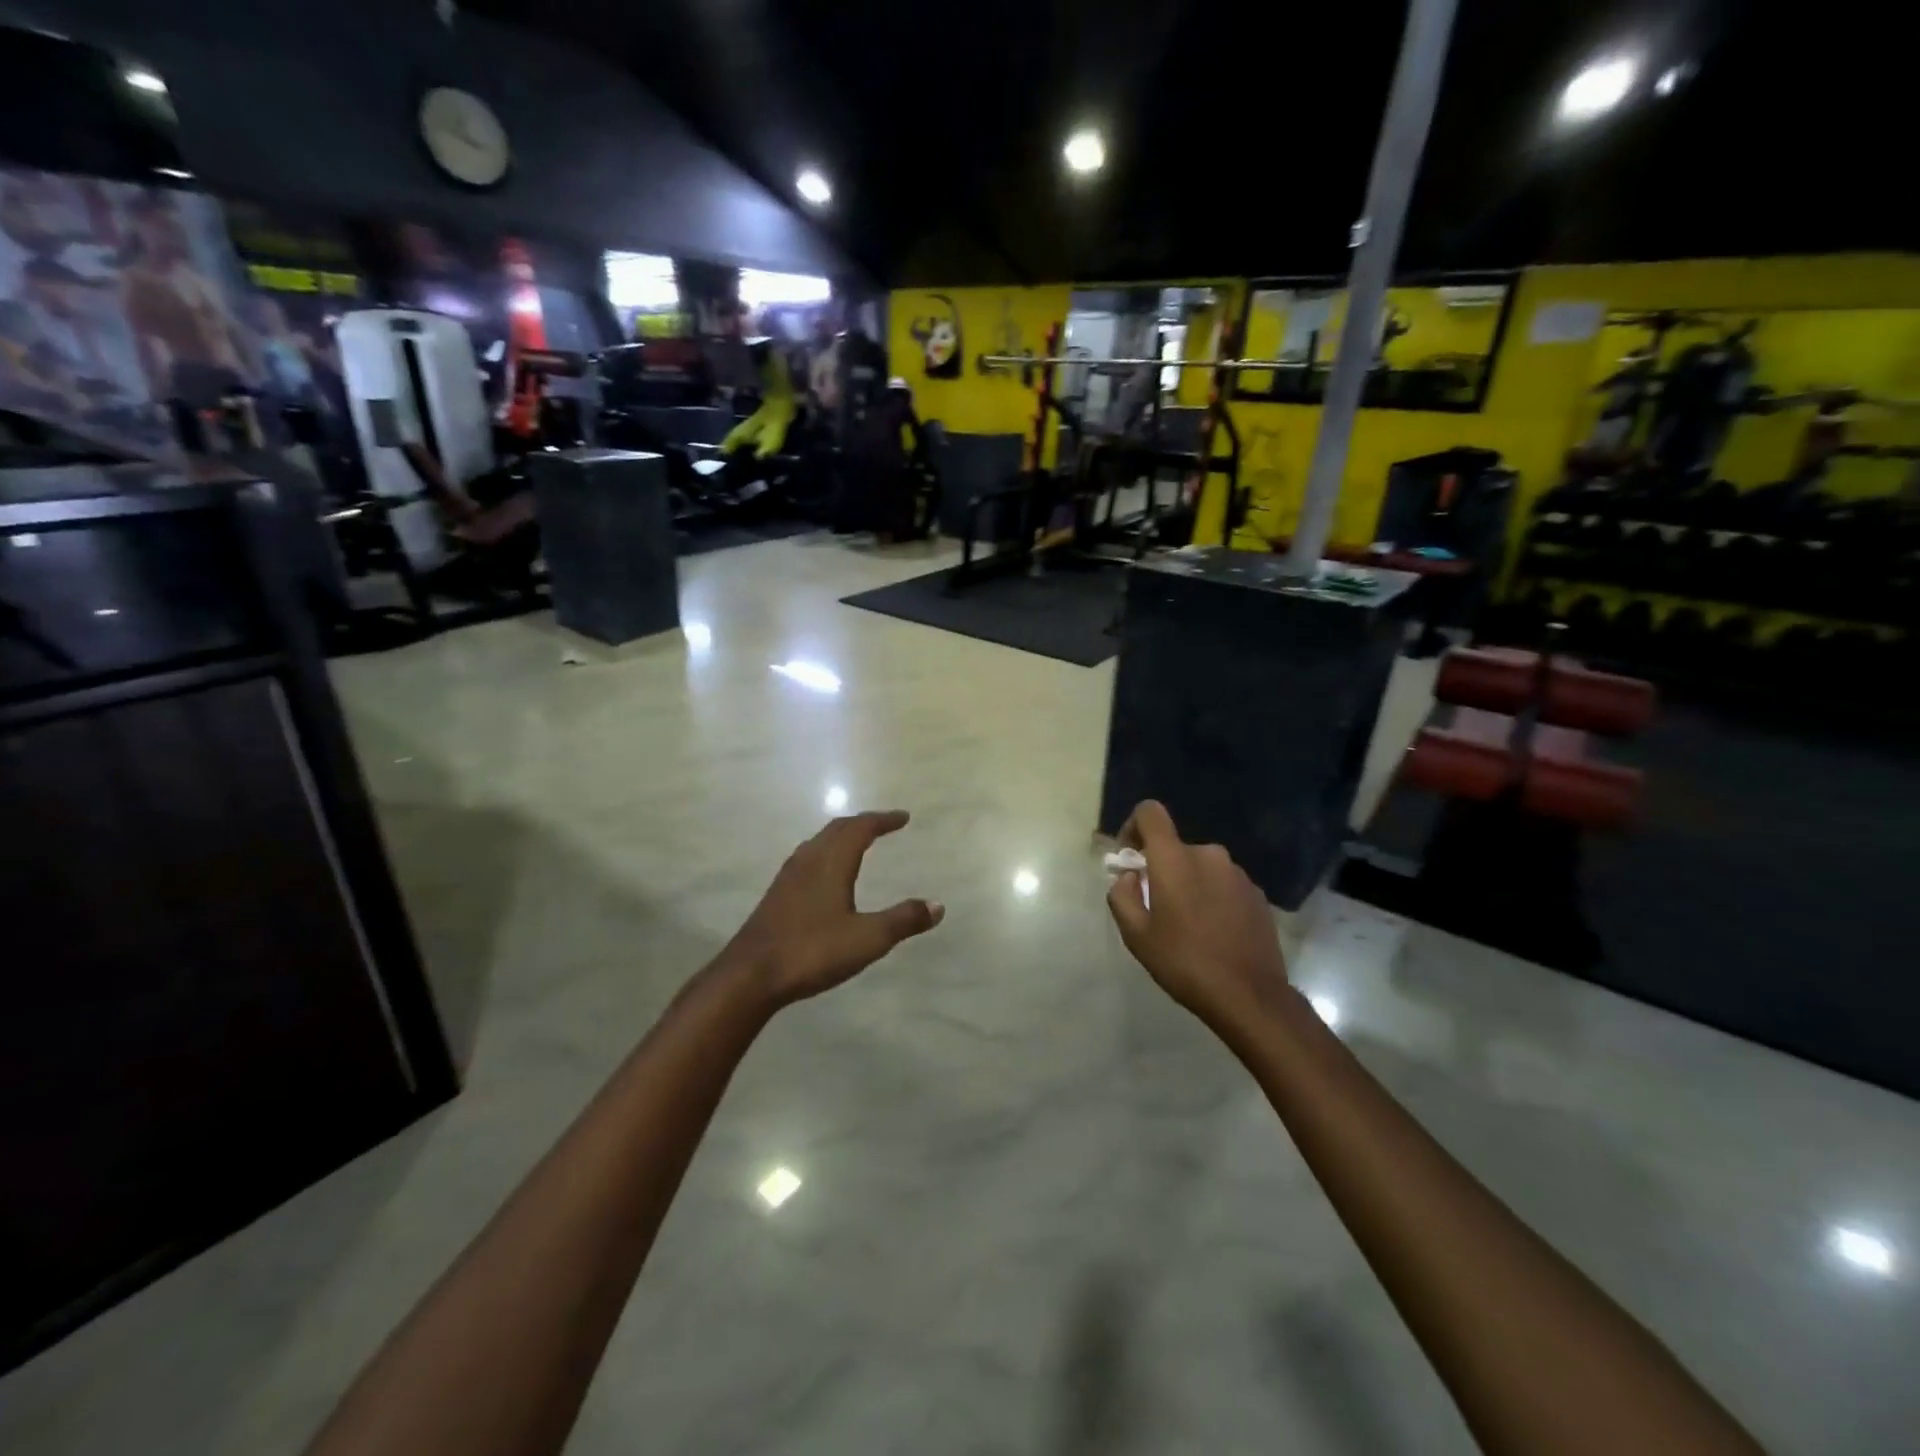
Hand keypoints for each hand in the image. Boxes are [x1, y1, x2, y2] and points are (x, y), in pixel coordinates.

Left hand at [725, 811, 944, 1006]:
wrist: (751, 974)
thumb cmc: (813, 951)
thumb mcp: (868, 939)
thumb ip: (903, 920)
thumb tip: (937, 905)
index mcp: (832, 862)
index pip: (861, 828)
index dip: (883, 820)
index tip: (903, 818)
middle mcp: (809, 860)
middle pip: (837, 829)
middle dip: (863, 823)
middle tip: (884, 825)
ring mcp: (789, 876)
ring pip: (819, 842)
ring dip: (841, 836)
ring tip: (858, 843)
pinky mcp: (777, 894)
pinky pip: (807, 858)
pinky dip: (826, 852)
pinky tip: (826, 874)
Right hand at [1106, 800, 1289, 1027]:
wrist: (1249, 995)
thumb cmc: (1185, 962)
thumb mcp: (1136, 936)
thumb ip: (1122, 896)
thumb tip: (1129, 877)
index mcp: (1175, 859)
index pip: (1150, 812)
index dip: (1133, 826)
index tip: (1130, 858)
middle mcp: (1208, 855)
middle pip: (1175, 848)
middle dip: (1161, 869)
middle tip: (1156, 908)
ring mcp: (1238, 874)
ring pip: (1200, 867)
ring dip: (1188, 885)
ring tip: (1187, 926)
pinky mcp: (1257, 894)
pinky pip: (1223, 884)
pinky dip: (1212, 898)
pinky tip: (1213, 933)